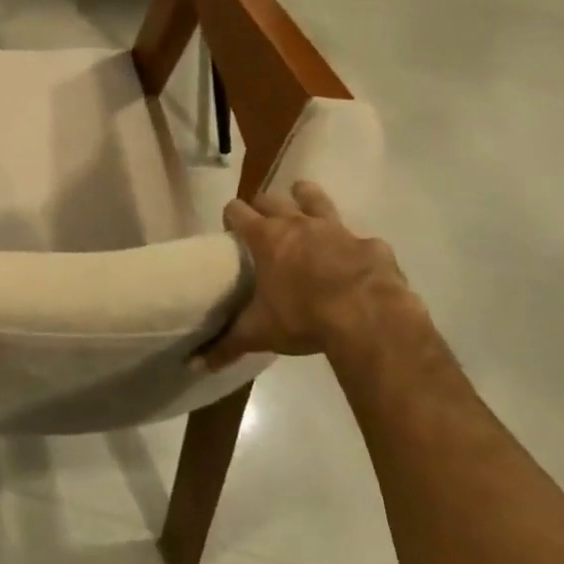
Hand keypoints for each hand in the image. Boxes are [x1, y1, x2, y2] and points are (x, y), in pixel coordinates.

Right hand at [195, 181, 418, 369]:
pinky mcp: (371, 245)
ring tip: (302, 203)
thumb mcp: (259, 333)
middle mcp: (297, 223)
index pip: (236, 210)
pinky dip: (356, 247)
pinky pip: (361, 239)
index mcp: (265, 237)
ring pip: (315, 197)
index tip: (231, 231)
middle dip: (264, 205)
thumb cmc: (303, 318)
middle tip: (263, 224)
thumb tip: (192, 365)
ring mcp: (336, 230)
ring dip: (306, 198)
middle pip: (271, 197)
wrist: (369, 319)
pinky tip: (357, 262)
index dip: (231, 217)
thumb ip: (225, 345)